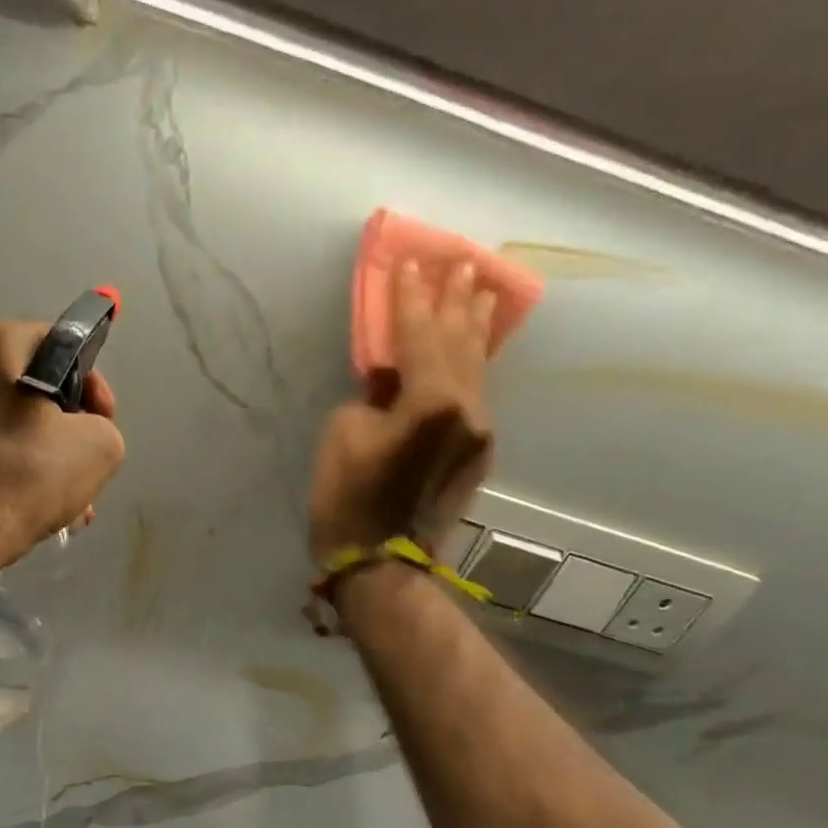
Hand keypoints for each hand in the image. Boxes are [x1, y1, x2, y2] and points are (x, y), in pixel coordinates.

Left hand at [0, 319, 125, 564]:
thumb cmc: (22, 473)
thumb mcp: (98, 448)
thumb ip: (103, 428)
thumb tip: (85, 435)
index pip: (59, 343)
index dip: (91, 383)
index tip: (101, 421)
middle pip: (25, 389)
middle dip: (60, 429)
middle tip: (79, 468)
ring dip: (31, 457)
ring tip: (54, 502)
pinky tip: (15, 510)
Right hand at [310, 260, 495, 561]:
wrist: (381, 564)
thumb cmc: (350, 499)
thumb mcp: (345, 433)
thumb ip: (374, 394)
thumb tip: (391, 380)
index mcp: (433, 402)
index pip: (420, 334)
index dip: (411, 298)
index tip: (410, 263)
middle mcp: (468, 410)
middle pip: (461, 344)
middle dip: (457, 303)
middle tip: (464, 264)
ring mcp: (479, 433)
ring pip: (476, 369)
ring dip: (475, 330)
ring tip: (482, 294)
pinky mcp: (477, 453)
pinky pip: (476, 394)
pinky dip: (471, 365)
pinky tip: (472, 350)